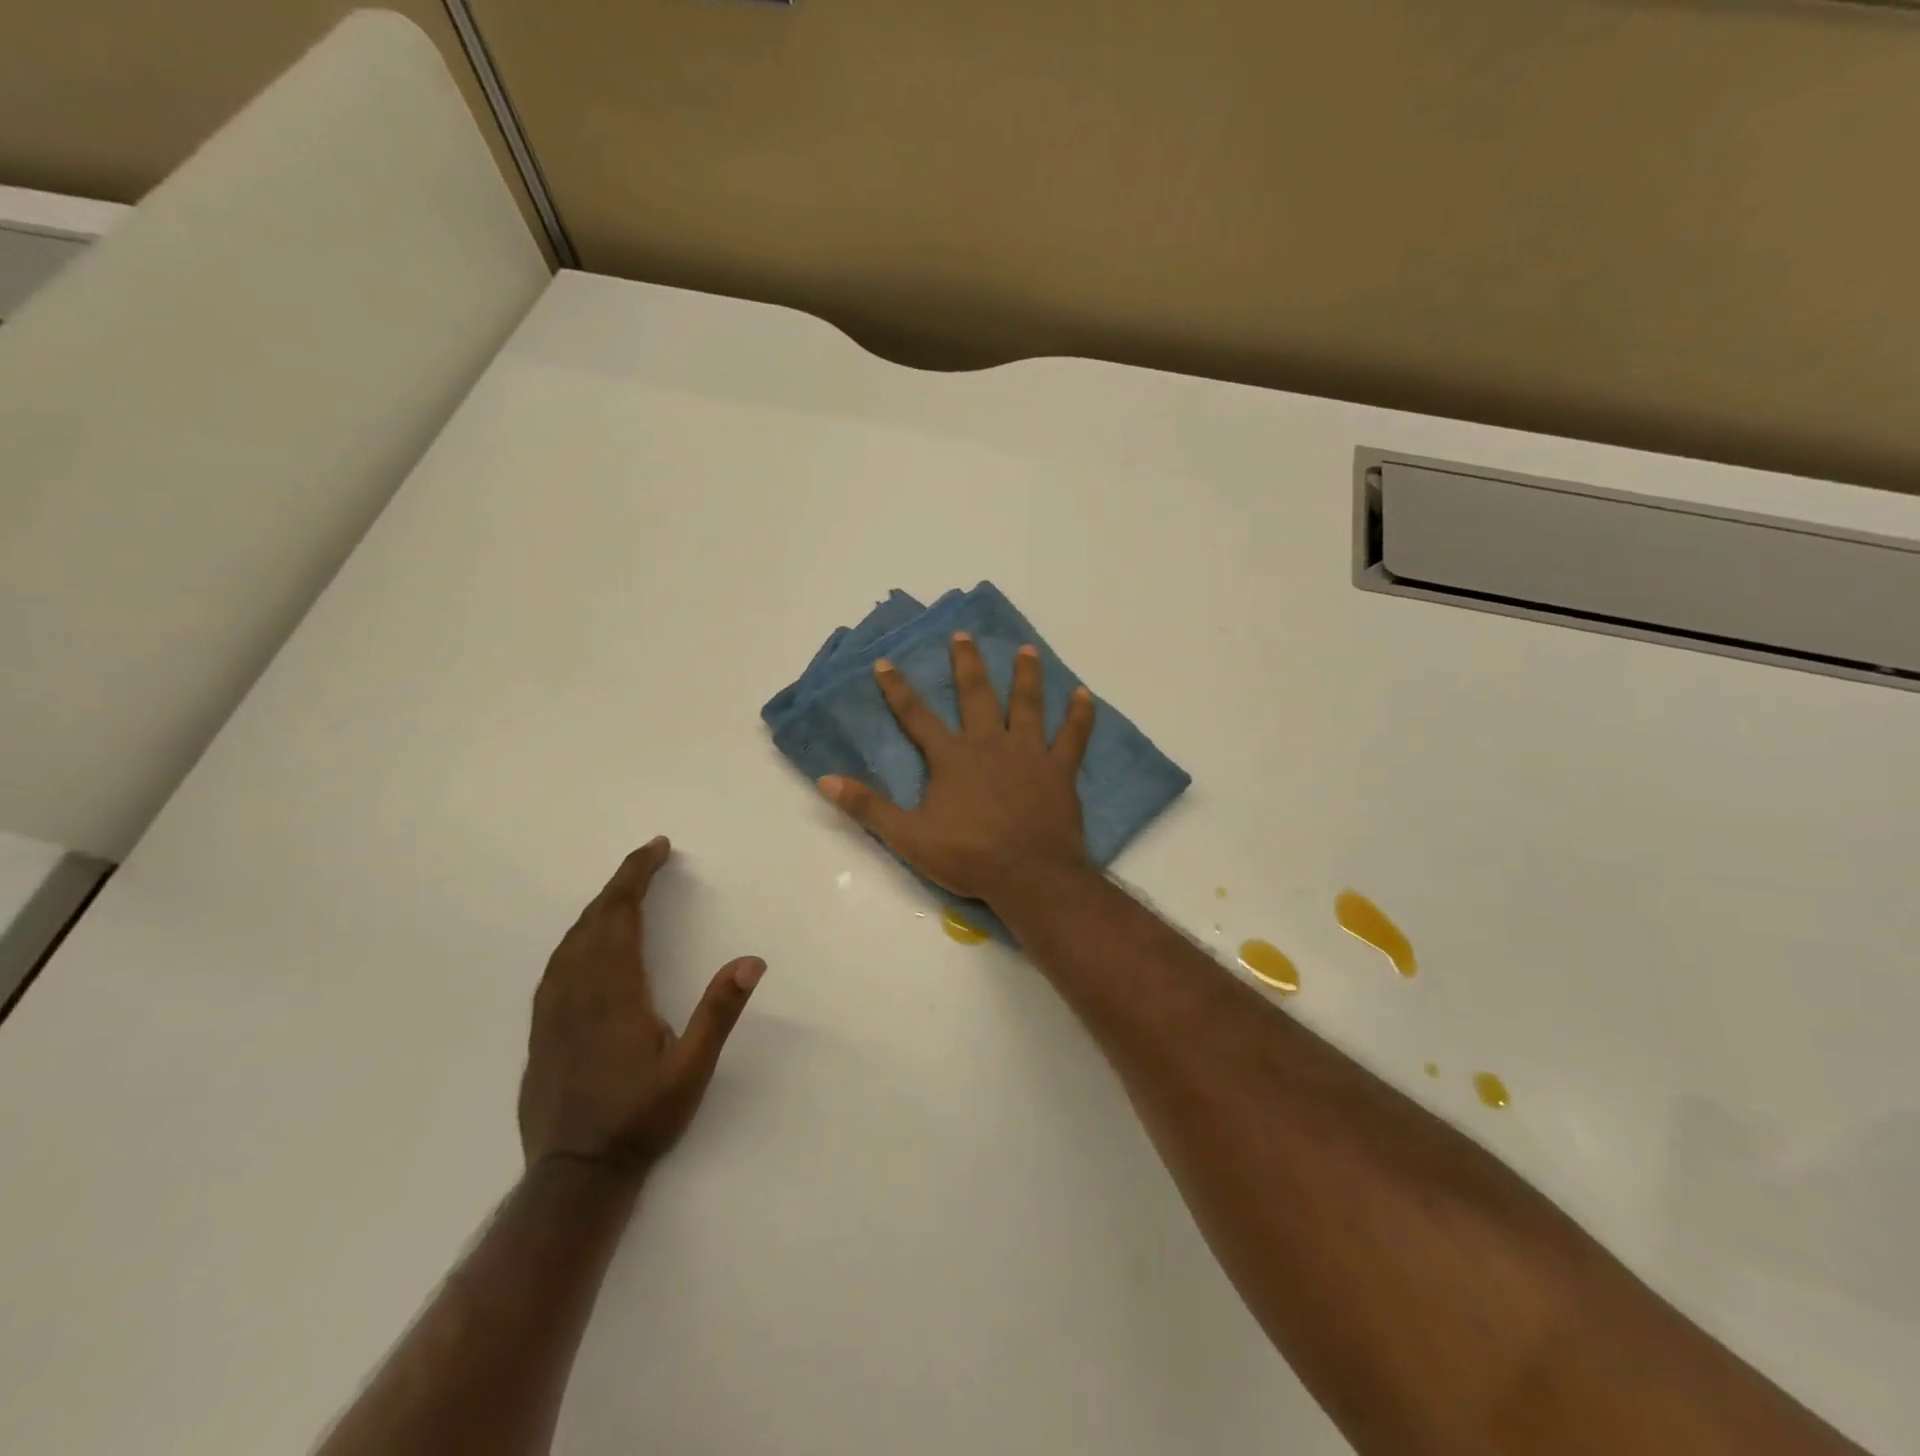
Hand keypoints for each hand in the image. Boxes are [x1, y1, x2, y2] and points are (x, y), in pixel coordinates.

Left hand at [518, 838, 764, 1172]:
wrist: (573, 1175)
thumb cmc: (639, 1118)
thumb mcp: (692, 1069)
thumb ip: (719, 1012)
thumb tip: (751, 960)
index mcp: (614, 991)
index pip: (621, 915)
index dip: (636, 876)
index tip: (657, 848)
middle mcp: (577, 990)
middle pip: (594, 919)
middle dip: (621, 882)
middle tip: (648, 859)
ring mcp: (553, 1010)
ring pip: (571, 940)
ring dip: (598, 907)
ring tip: (623, 892)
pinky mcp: (542, 1029)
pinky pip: (558, 963)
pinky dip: (578, 936)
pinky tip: (586, 942)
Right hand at [818, 632, 1096, 904]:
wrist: (1028, 874)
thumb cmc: (967, 856)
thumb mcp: (908, 836)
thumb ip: (868, 807)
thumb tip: (826, 780)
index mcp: (952, 757)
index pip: (917, 717)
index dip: (898, 689)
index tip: (886, 662)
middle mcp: (989, 744)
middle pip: (976, 695)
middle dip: (966, 664)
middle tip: (963, 635)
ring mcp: (1028, 753)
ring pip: (1027, 704)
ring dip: (1025, 675)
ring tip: (1026, 650)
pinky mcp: (1059, 769)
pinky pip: (1073, 736)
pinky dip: (1081, 715)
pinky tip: (1085, 695)